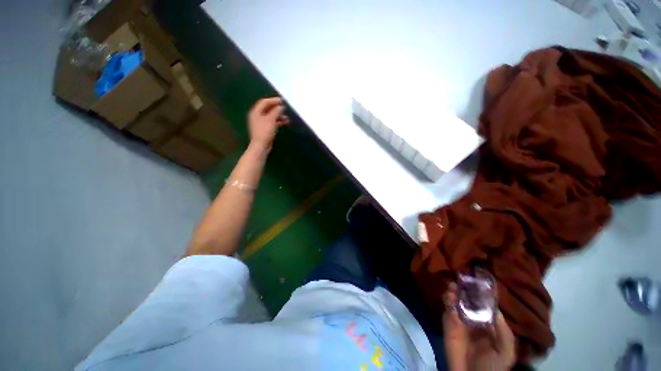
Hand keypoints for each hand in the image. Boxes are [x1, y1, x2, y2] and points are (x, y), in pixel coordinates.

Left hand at [248, 97, 289, 148]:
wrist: (261, 146)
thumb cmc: (265, 131)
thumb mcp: (271, 119)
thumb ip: (276, 111)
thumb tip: (281, 107)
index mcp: (256, 112)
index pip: (264, 102)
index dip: (273, 100)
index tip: (282, 101)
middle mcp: (257, 116)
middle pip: (267, 109)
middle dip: (277, 108)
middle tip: (285, 109)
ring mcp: (260, 123)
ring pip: (270, 116)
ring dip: (279, 116)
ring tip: (286, 118)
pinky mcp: (264, 129)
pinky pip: (272, 122)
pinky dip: (278, 121)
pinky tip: (284, 122)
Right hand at [443, 283, 515, 370]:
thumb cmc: (493, 365)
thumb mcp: (505, 350)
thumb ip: (503, 330)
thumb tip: (494, 307)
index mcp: (488, 323)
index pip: (484, 303)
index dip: (481, 292)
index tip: (478, 280)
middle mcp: (474, 318)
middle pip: (468, 299)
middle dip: (465, 289)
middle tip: (462, 280)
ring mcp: (459, 320)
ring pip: (456, 301)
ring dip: (454, 292)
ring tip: (453, 286)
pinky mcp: (448, 323)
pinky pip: (447, 309)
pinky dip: (447, 301)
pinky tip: (449, 297)